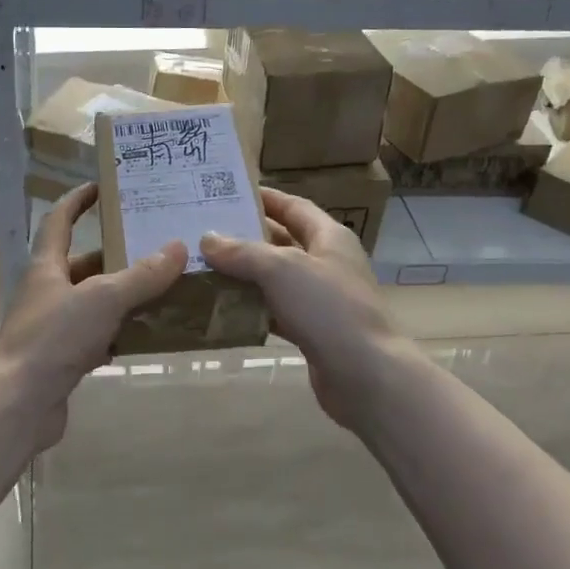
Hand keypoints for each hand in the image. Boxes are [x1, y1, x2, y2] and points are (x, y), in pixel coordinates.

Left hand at [0, 183, 185, 449]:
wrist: (18, 404)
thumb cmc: (53, 338)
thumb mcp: (102, 299)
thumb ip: (141, 275)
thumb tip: (177, 247)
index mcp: (46, 267)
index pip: (58, 220)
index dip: (77, 200)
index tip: (102, 186)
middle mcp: (47, 292)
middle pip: (83, 264)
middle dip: (117, 255)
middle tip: (157, 247)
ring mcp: (53, 327)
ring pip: (93, 302)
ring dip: (123, 296)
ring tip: (164, 288)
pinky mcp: (62, 359)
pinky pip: (97, 337)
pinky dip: (120, 333)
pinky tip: (148, 334)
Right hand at [201, 188, 411, 434]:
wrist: (366, 375)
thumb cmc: (328, 308)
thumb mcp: (281, 269)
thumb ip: (242, 252)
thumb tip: (207, 238)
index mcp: (330, 237)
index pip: (294, 207)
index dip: (265, 198)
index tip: (228, 193)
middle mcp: (327, 263)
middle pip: (282, 242)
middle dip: (245, 237)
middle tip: (204, 232)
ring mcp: (321, 299)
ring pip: (275, 279)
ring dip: (244, 275)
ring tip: (203, 268)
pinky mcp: (312, 331)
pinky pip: (275, 311)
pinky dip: (251, 308)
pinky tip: (221, 309)